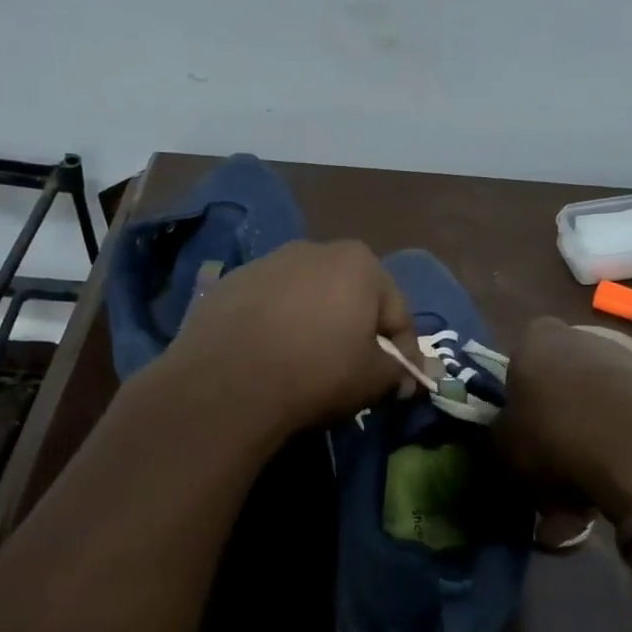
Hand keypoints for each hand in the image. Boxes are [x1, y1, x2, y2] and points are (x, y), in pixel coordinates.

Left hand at [157, 241, 415, 437]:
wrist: (228, 382)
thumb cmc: (318, 372)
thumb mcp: (374, 379)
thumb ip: (398, 371)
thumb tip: (403, 377)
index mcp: (359, 262)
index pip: (396, 311)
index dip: (404, 351)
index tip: (400, 382)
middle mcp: (313, 249)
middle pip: (349, 296)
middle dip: (356, 330)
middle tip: (355, 370)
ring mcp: (266, 263)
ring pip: (305, 298)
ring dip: (313, 325)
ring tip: (306, 364)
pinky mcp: (229, 283)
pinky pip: (266, 307)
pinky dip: (275, 326)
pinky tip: (268, 357)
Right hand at [494, 316, 631, 522]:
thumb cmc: (556, 437)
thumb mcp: (504, 448)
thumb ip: (499, 438)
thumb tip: (507, 441)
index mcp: (536, 341)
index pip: (520, 355)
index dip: (519, 391)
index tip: (522, 425)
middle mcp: (583, 338)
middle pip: (562, 379)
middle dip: (558, 420)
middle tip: (553, 465)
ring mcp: (631, 360)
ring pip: (599, 403)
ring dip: (592, 439)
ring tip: (588, 490)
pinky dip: (625, 448)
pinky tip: (620, 484)